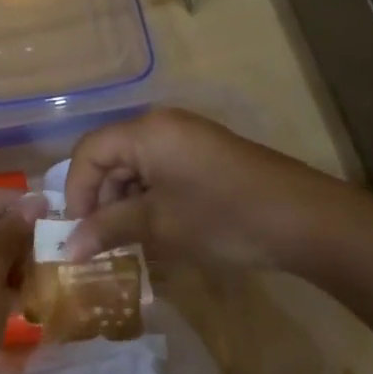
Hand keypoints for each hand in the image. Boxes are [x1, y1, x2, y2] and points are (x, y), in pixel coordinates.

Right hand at [62, 108, 372, 274]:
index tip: (78, 232)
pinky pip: (161, 169)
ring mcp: (187, 137)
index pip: (89, 152)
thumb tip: (67, 248)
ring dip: (125, 201)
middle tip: (102, 240)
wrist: (305, 221)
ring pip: (136, 164)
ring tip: (130, 240)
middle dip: (101, 198)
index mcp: (146, 131)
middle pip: (111, 155)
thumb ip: (108, 229)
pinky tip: (157, 228)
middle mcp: (162, 124)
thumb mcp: (159, 225)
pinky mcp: (206, 153)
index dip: (76, 192)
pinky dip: (150, 196)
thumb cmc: (223, 218)